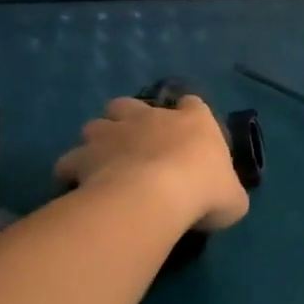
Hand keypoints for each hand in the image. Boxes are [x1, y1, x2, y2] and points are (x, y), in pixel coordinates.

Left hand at [54, 96, 249, 232]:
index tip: (187, 134)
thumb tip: (226, 197)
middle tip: (133, 147)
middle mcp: (151, 117)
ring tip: (102, 164)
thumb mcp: (234, 198)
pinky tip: (76, 185)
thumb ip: (228, 192)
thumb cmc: (204, 191)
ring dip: (98, 141)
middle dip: (128, 119)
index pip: (193, 104)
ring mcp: (113, 132)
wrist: (157, 195)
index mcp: (193, 122)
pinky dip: (71, 170)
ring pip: (95, 125)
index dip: (189, 116)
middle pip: (130, 105)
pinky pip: (70, 160)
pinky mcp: (85, 155)